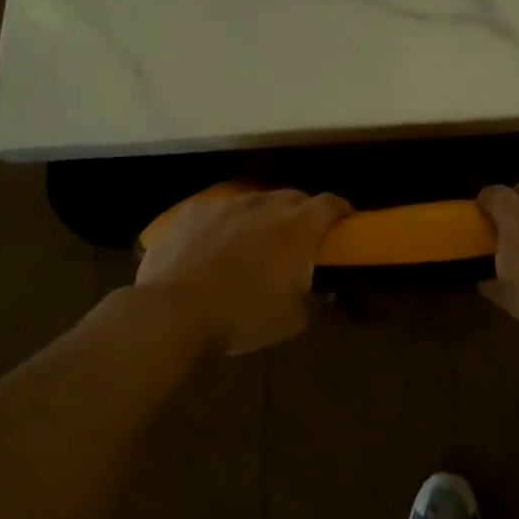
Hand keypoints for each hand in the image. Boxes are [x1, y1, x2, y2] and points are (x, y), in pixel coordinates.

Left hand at [136, 188, 350, 355]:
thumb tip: (315, 291)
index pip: (330, 204)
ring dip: (262, 217)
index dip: (341, 211)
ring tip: (253, 243)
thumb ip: (312, 299)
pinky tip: (213, 247)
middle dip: (301, 213)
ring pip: (254, 201)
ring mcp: (225, 204)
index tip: (344, 221)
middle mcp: (264, 205)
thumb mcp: (292, 320)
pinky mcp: (192, 211)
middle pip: (293, 197)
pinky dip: (225, 224)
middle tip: (298, 239)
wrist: (173, 311)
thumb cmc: (242, 316)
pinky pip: (218, 211)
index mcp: (297, 227)